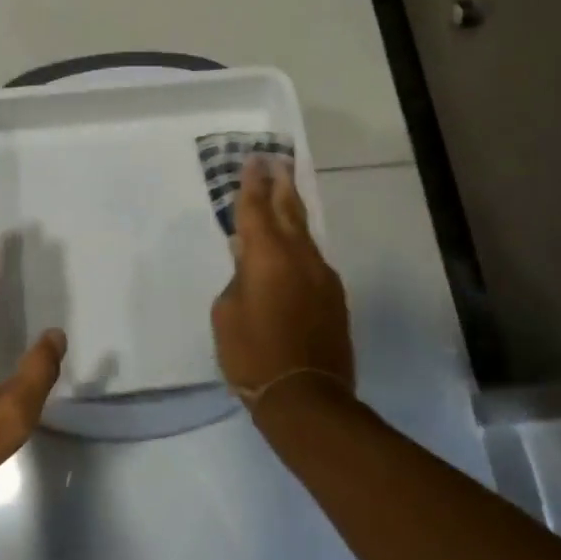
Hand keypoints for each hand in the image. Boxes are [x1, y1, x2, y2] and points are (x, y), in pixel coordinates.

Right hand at [210, 153, 354, 403]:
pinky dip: (299, 244)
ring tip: (283, 193)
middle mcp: (299, 257)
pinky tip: (291, 248)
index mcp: (267, 256)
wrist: (307, 399)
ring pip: (304, 233)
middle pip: (289, 209)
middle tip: (275, 161)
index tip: (253, 160)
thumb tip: (248, 261)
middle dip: (280, 183)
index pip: (256, 208)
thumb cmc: (253, 355)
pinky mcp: (334, 297)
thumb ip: (237, 279)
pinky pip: (312, 259)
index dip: (252, 183)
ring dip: (292, 211)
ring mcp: (322, 276)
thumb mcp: (226, 314)